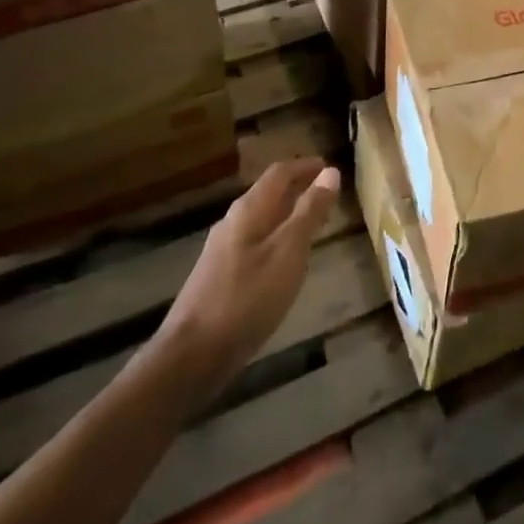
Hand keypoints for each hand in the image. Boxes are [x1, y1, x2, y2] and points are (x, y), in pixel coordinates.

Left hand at [155, 158, 340, 382]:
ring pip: (261, 220)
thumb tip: (331, 172)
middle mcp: (232, 222)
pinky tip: (284, 262)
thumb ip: (310, 212)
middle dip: (297, 189)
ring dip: (287, 215)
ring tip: (312, 225)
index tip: (330, 167)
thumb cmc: (247, 298)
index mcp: (249, 210)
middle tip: (326, 194)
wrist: (192, 356)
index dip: (306, 166)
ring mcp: (222, 251)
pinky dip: (275, 239)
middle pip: (268, 194)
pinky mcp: (218, 277)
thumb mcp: (288, 252)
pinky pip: (254, 243)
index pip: (280, 173)